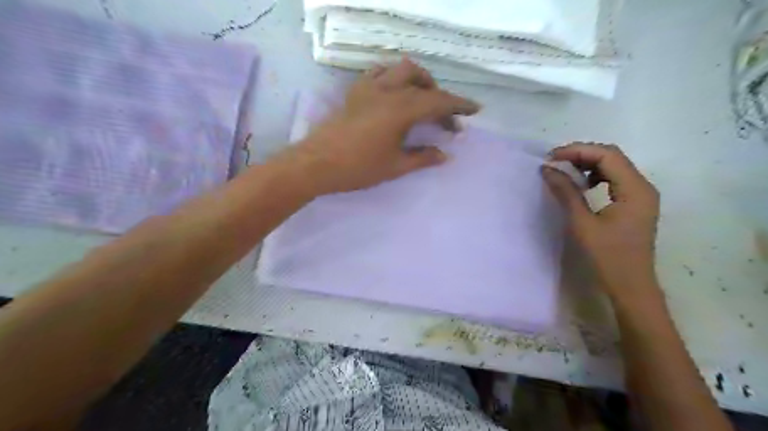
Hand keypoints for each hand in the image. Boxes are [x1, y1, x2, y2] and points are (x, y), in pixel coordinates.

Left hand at [281, 57, 478, 194]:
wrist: (316, 164)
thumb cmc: (358, 168)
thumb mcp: (396, 166)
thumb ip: (423, 157)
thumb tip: (446, 155)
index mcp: (401, 109)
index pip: (438, 101)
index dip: (459, 105)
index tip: (475, 110)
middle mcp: (387, 91)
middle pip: (422, 81)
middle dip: (440, 96)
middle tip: (446, 119)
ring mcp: (369, 88)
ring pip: (401, 69)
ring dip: (419, 80)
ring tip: (424, 99)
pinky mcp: (355, 92)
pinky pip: (379, 73)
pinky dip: (394, 77)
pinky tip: (395, 92)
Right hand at [542, 143, 662, 301]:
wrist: (631, 285)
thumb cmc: (607, 256)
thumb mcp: (582, 223)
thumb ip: (566, 192)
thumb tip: (548, 169)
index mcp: (635, 189)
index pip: (607, 155)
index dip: (578, 151)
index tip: (551, 158)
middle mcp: (643, 186)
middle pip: (612, 157)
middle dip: (581, 155)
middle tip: (554, 162)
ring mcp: (640, 195)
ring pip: (613, 167)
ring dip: (587, 165)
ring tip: (564, 172)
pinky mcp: (635, 204)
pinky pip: (614, 180)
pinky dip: (595, 177)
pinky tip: (581, 186)